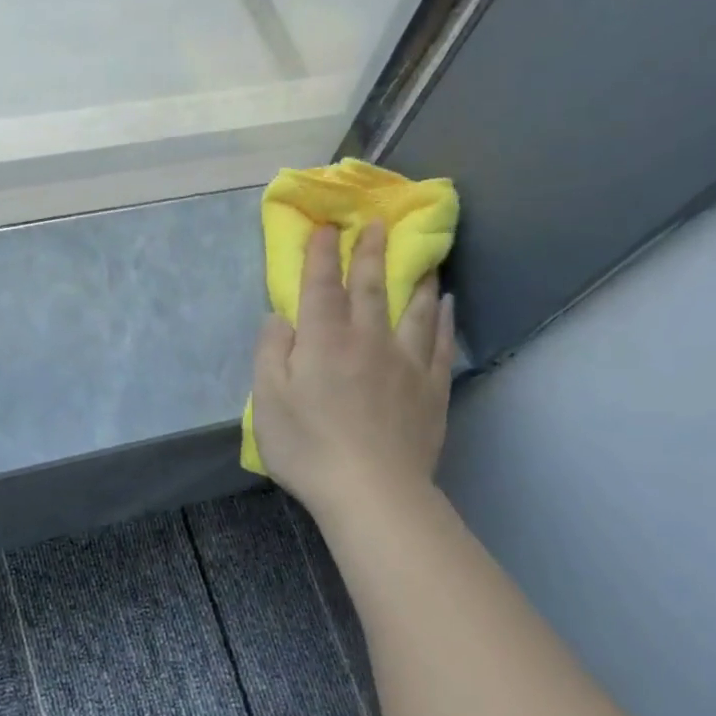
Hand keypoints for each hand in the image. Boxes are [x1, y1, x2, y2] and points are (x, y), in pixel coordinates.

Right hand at [250, 222, 454, 526]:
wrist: (372, 490)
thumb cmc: (308, 447)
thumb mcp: (267, 400)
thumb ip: (271, 352)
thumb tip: (280, 317)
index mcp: (323, 340)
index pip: (322, 286)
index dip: (322, 255)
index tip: (327, 227)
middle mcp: (368, 340)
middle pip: (371, 287)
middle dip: (371, 253)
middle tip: (378, 225)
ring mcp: (406, 363)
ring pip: (414, 308)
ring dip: (416, 278)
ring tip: (422, 256)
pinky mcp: (431, 389)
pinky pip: (441, 343)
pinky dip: (444, 318)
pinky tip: (447, 304)